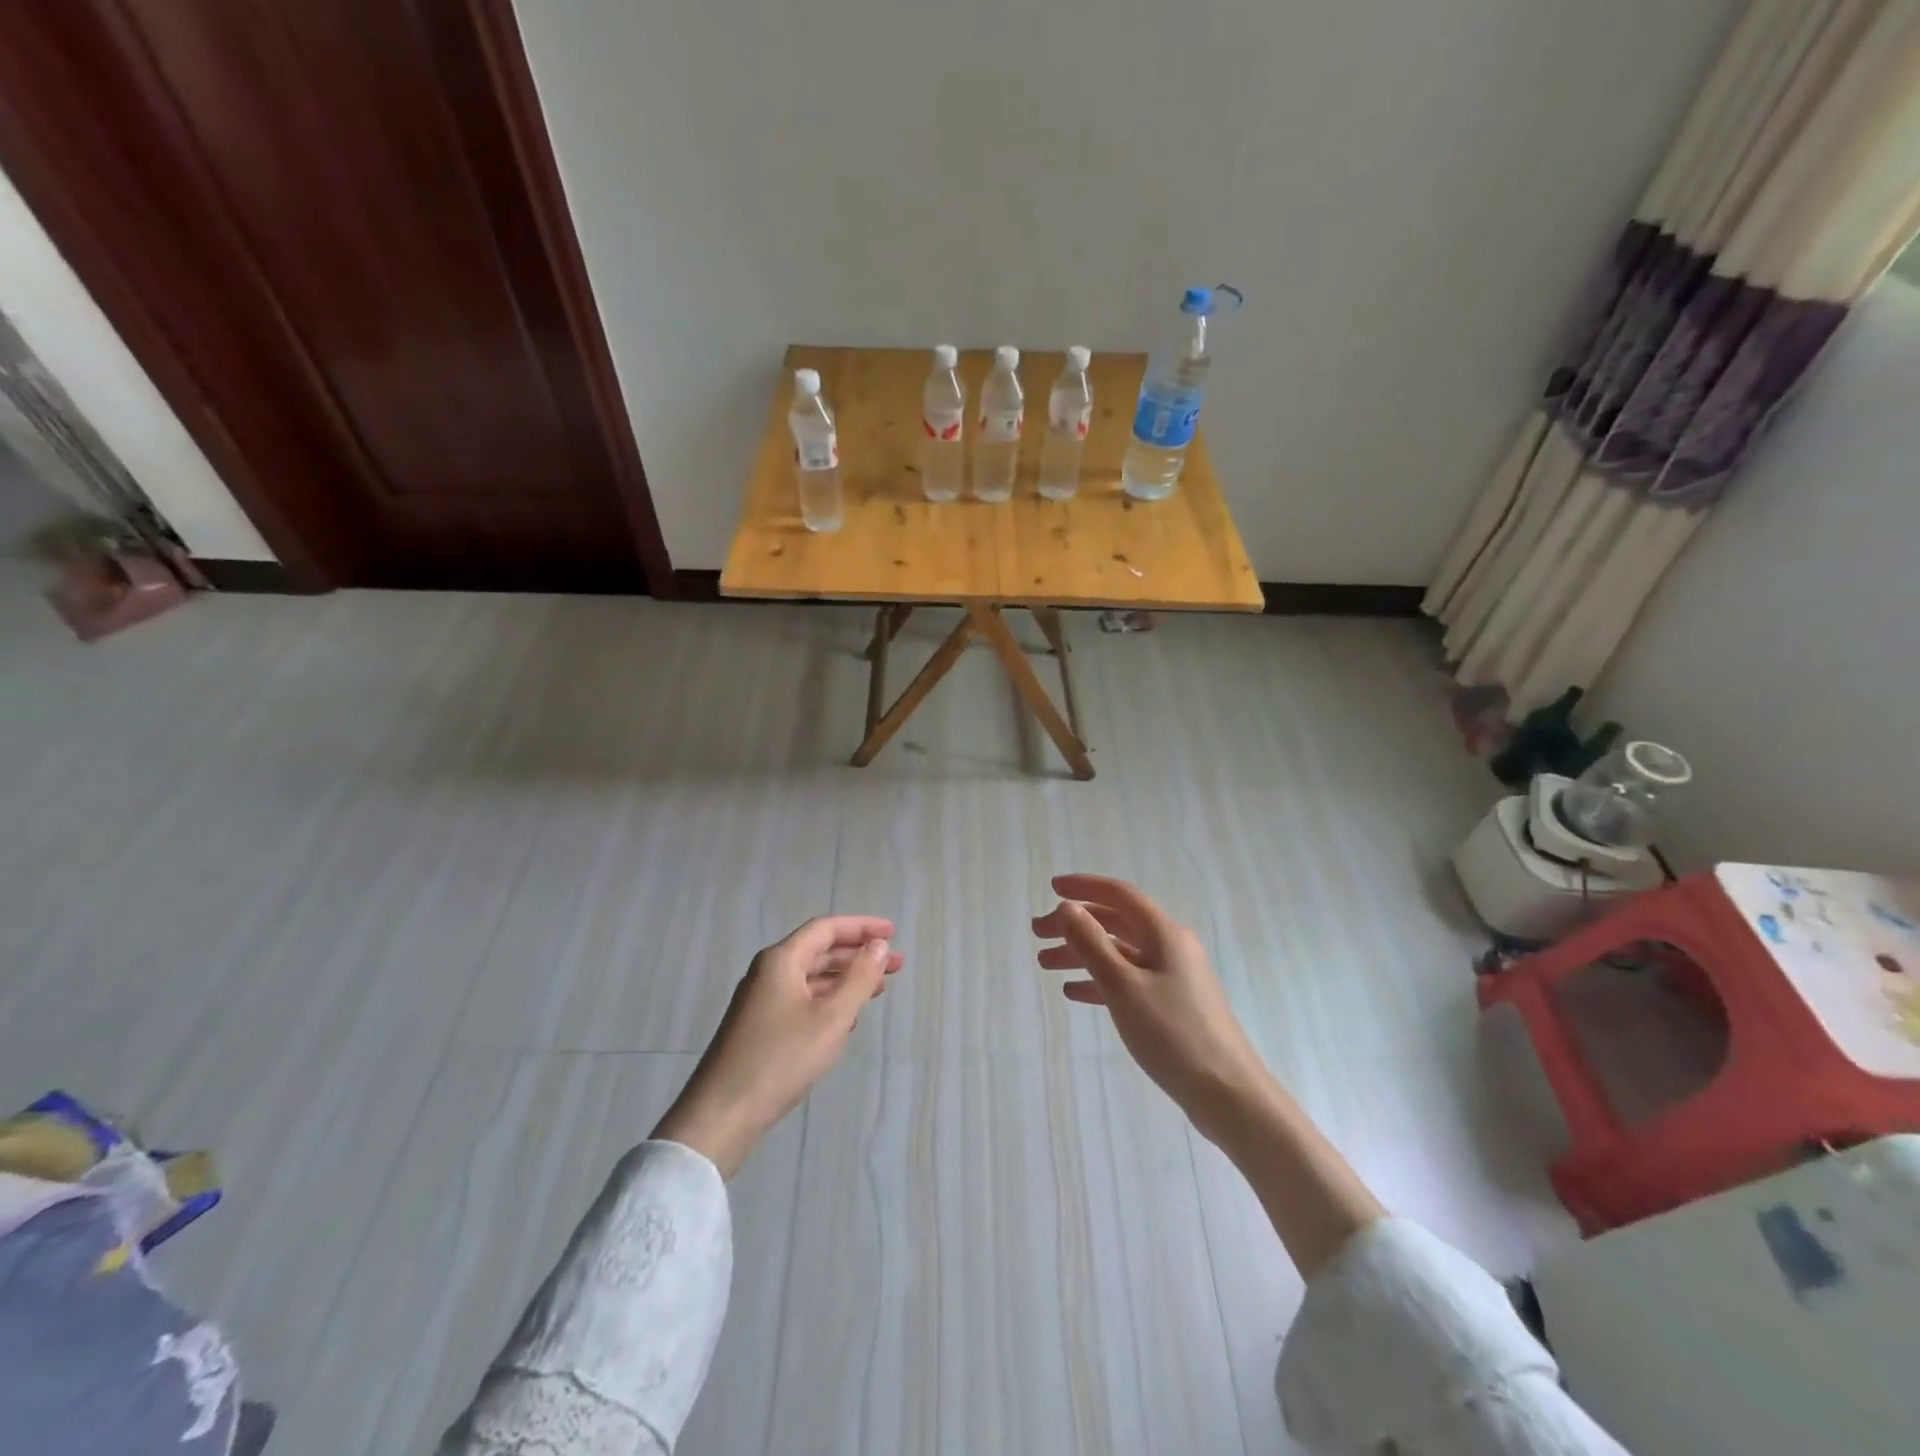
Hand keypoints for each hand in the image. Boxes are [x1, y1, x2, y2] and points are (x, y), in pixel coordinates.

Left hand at [653, 916, 902, 1177]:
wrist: (721, 1116)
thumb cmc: (780, 1060)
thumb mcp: (831, 1018)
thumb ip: (858, 978)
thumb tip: (877, 946)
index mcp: (781, 960)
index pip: (826, 928)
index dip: (862, 927)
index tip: (892, 933)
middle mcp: (769, 973)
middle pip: (819, 951)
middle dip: (858, 955)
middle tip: (895, 965)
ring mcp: (761, 1001)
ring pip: (811, 978)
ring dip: (845, 980)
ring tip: (878, 990)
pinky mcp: (759, 1028)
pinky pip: (801, 1001)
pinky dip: (828, 1002)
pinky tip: (847, 1019)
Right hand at [1033, 874, 1271, 1143]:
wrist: (1227, 1093)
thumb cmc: (1172, 1033)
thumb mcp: (1123, 985)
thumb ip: (1091, 943)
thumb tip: (1067, 907)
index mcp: (1163, 933)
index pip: (1119, 895)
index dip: (1084, 887)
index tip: (1051, 887)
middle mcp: (1170, 947)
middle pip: (1115, 923)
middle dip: (1075, 924)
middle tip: (1037, 934)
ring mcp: (1173, 977)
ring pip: (1119, 953)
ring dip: (1082, 953)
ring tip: (1045, 964)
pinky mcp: (1172, 1005)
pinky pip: (1129, 980)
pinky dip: (1100, 980)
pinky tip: (1074, 992)